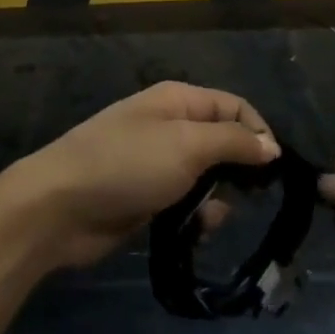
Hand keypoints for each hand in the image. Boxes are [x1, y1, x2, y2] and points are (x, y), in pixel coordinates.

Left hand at [11, 81, 280, 269]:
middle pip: (224, 144)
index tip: (274, 171)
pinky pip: (187, 205)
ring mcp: (158, 164)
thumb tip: (272, 145)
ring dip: (217, 201)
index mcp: (179, 101)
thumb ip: (233, 142)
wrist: (60, 206)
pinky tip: (193, 232)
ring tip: (209, 218)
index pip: (235, 107)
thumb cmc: (127, 164)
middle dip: (239, 172)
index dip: (258, 133)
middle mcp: (171, 127)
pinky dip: (196, 218)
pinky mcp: (148, 199)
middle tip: (249, 198)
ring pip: (209, 179)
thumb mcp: (187, 145)